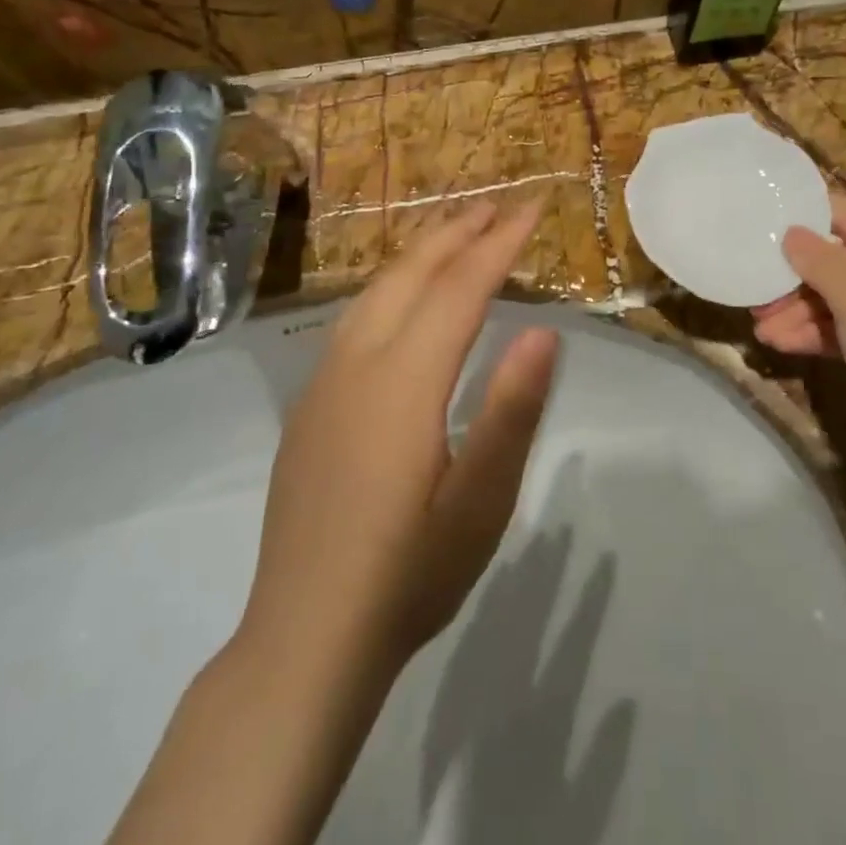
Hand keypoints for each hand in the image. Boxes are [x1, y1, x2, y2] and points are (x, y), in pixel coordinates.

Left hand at [237, 201, 558, 679]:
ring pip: (375, 289)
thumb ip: (511, 410)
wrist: (304, 640)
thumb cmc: (409, 575)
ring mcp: (324, 383)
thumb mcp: (481, 503)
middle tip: (500, 204)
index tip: (533, 209)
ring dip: (421, 251)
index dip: (499, 244)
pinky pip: (354, 317)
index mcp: (403, 383)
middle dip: (459, 232)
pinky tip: (404, 295)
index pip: (459, 289)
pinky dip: (391, 283)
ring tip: (458, 231)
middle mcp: (357, 364)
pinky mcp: (310, 405)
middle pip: (411, 274)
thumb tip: (541, 328)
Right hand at [753, 194, 845, 401]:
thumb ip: (819, 261)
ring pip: (839, 295)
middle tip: (755, 293)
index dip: (801, 222)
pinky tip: (781, 343)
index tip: (758, 229)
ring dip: (799, 310)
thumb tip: (791, 232)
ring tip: (761, 329)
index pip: (845, 215)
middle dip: (795, 278)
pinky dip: (817, 331)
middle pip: (838, 258)